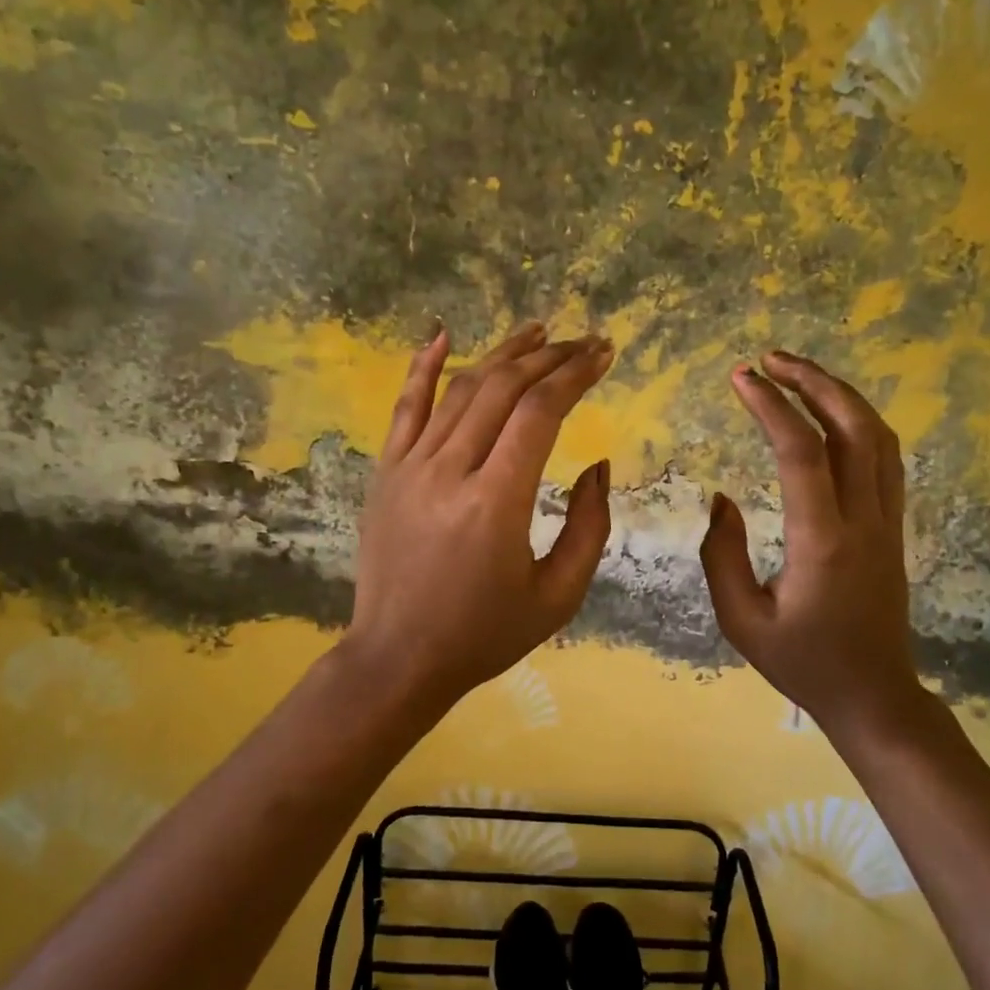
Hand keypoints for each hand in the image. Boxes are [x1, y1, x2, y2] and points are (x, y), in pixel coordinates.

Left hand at [345, 321, 614, 712]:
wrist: (398, 658)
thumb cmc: (485, 634)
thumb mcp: (558, 595)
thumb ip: (588, 526)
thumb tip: (598, 465)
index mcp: (496, 502)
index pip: (540, 412)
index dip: (575, 375)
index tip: (603, 354)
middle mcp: (450, 470)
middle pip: (503, 389)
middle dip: (550, 357)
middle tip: (583, 342)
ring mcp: (410, 467)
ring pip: (460, 389)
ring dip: (502, 355)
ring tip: (537, 331)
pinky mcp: (386, 472)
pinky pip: (405, 407)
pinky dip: (423, 366)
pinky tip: (442, 334)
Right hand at [700, 351, 939, 745]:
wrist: (874, 695)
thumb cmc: (802, 663)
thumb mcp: (741, 620)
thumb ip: (722, 555)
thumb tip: (721, 499)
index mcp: (823, 543)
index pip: (802, 454)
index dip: (772, 407)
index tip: (740, 377)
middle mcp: (864, 521)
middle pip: (853, 428)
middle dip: (813, 382)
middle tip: (771, 358)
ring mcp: (888, 521)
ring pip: (878, 437)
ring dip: (840, 395)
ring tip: (797, 373)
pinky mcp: (895, 527)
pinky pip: (885, 458)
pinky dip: (858, 421)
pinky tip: (830, 414)